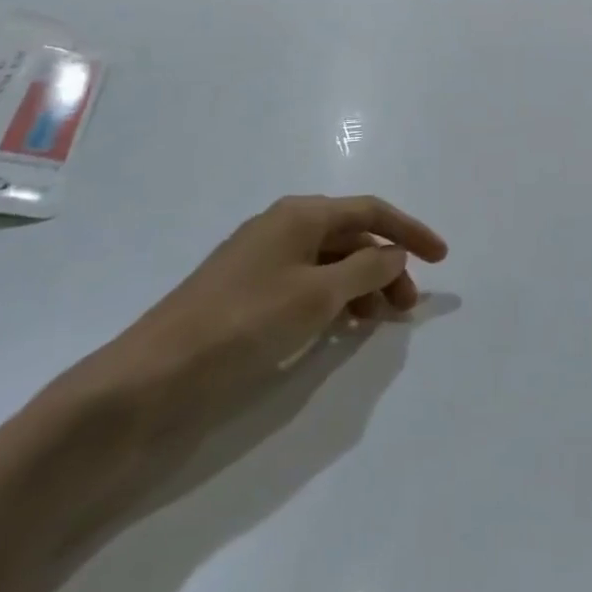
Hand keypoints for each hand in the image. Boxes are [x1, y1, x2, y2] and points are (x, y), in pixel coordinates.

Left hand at [66, 195, 447, 449]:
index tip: (442, 258)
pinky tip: (341, 327)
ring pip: (331, 263)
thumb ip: (366, 269)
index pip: (371, 211)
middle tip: (406, 309)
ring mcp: (262, 262)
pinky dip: (334, 300)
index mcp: (300, 215)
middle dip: (386, 265)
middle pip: (352, 236)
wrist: (150, 380)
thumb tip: (395, 253)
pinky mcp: (247, 296)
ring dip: (362, 285)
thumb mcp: (316, 294)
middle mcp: (283, 228)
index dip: (410, 231)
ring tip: (378, 322)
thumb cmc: (242, 324)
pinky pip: (307, 285)